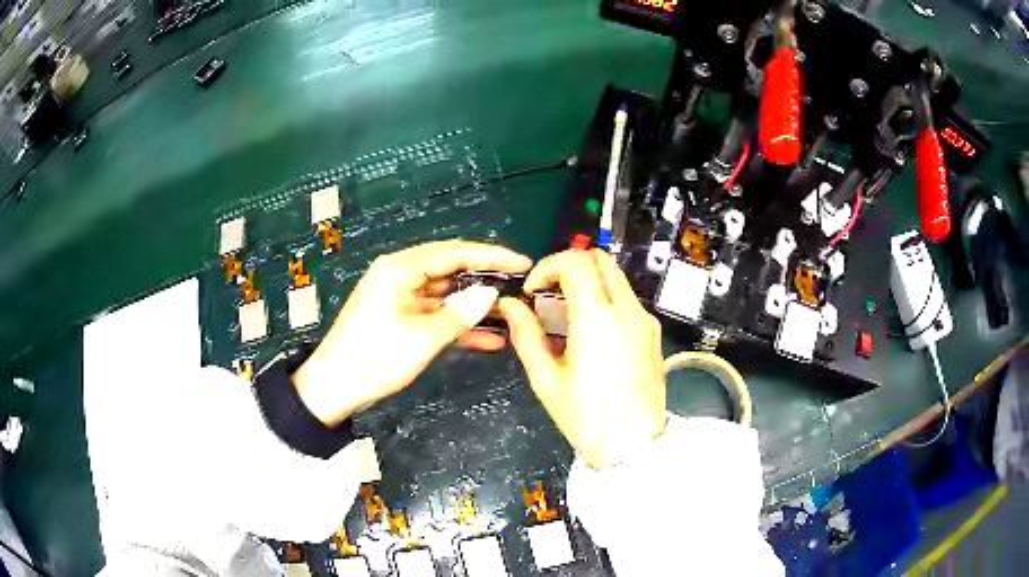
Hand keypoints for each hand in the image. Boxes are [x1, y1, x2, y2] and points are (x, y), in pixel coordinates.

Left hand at [292, 240, 531, 425]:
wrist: (334, 387)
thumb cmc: (375, 358)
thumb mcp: (422, 337)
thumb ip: (460, 313)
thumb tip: (491, 293)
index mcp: (400, 268)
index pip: (455, 252)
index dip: (492, 256)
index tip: (523, 262)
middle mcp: (400, 274)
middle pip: (451, 269)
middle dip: (485, 279)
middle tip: (519, 287)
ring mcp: (399, 296)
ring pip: (445, 293)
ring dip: (473, 305)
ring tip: (510, 314)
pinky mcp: (399, 316)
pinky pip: (434, 313)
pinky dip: (456, 323)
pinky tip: (488, 338)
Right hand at [499, 249, 666, 468]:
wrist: (633, 447)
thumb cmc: (586, 418)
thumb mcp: (546, 379)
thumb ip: (525, 334)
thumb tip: (510, 305)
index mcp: (598, 319)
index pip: (576, 262)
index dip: (548, 266)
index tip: (533, 291)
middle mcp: (628, 310)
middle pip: (600, 259)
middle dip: (568, 266)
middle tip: (548, 294)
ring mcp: (645, 320)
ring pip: (614, 277)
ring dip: (587, 282)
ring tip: (565, 316)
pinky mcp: (653, 332)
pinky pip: (626, 299)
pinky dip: (604, 299)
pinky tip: (590, 333)